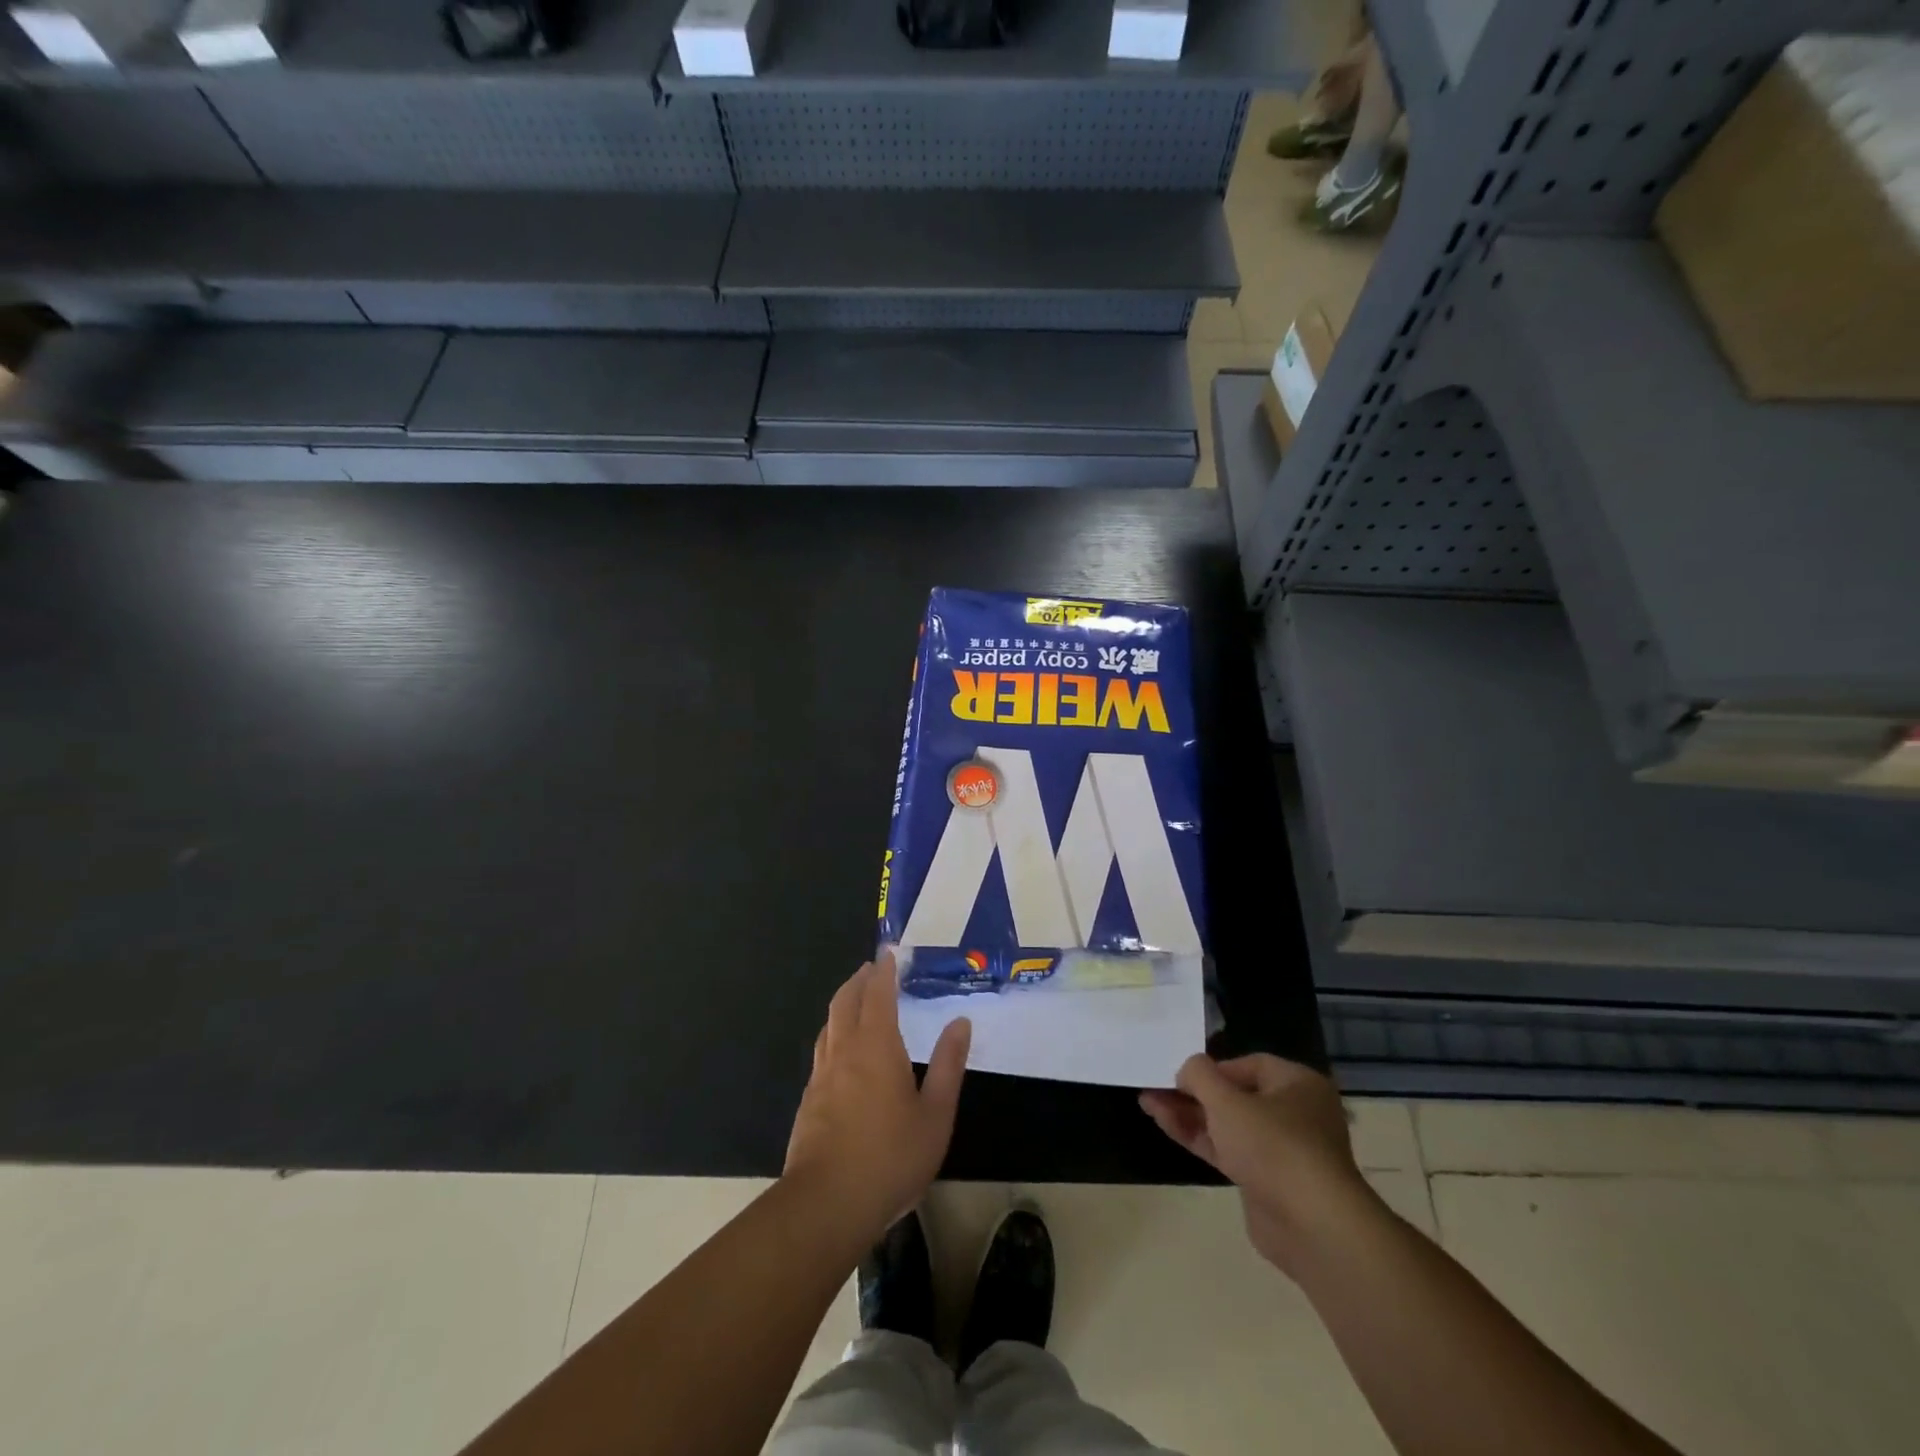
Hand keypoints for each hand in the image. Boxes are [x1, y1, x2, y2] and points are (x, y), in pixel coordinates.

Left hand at [783, 954, 970, 1242]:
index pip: (878, 995)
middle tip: (871, 969)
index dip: (884, 972)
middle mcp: (844, 1050)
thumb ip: (948, 1065)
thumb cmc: (890, 1157)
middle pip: (845, 1002)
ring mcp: (821, 1076)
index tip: (888, 954)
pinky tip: (841, 1052)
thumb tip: (960, 1022)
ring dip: (843, 1004)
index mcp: (876, 1046)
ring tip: (855, 1001)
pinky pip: (822, 1051)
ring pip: (829, 1025)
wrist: (826, 1204)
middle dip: (858, 980)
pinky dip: (834, 1034)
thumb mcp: (935, 1115)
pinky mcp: (809, 1101)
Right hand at [1140, 1054, 1375, 1277]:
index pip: (1248, 1065)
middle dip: (1193, 1092)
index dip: (1212, 1068)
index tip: (1181, 1075)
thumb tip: (1187, 1069)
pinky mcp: (1266, 1181)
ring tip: (1148, 1103)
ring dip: (1189, 1114)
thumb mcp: (1226, 1100)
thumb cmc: (1273, 1146)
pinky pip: (1228, 1150)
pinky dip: (1199, 1137)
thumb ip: (1199, 1075)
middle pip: (1234, 1095)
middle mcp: (1294, 1113)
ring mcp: (1281, 1150)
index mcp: (1297, 1084)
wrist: (1312, 1226)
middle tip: (1156, 1087)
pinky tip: (1165, 1124)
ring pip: (1227, 1124)